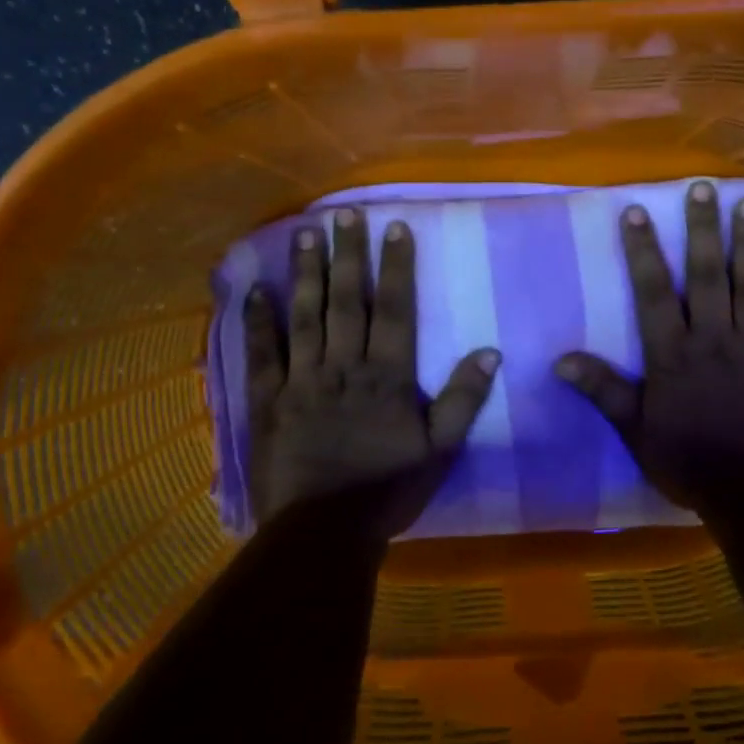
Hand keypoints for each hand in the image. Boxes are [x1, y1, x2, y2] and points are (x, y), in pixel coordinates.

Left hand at [244, 207, 500, 538]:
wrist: (323, 530)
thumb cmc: (387, 490)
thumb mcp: (440, 451)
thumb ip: (463, 400)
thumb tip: (490, 352)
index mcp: (386, 377)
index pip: (394, 310)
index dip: (396, 267)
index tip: (395, 227)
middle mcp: (343, 366)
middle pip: (346, 301)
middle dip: (347, 254)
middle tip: (344, 213)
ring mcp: (301, 380)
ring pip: (304, 316)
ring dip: (305, 273)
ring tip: (304, 232)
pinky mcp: (269, 399)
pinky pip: (263, 353)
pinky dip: (258, 320)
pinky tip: (254, 288)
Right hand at [554, 181, 743, 508]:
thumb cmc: (690, 462)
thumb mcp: (636, 430)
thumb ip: (604, 391)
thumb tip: (560, 360)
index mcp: (673, 354)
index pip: (653, 293)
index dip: (643, 252)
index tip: (636, 213)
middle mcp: (714, 339)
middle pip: (706, 276)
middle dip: (702, 230)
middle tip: (705, 188)